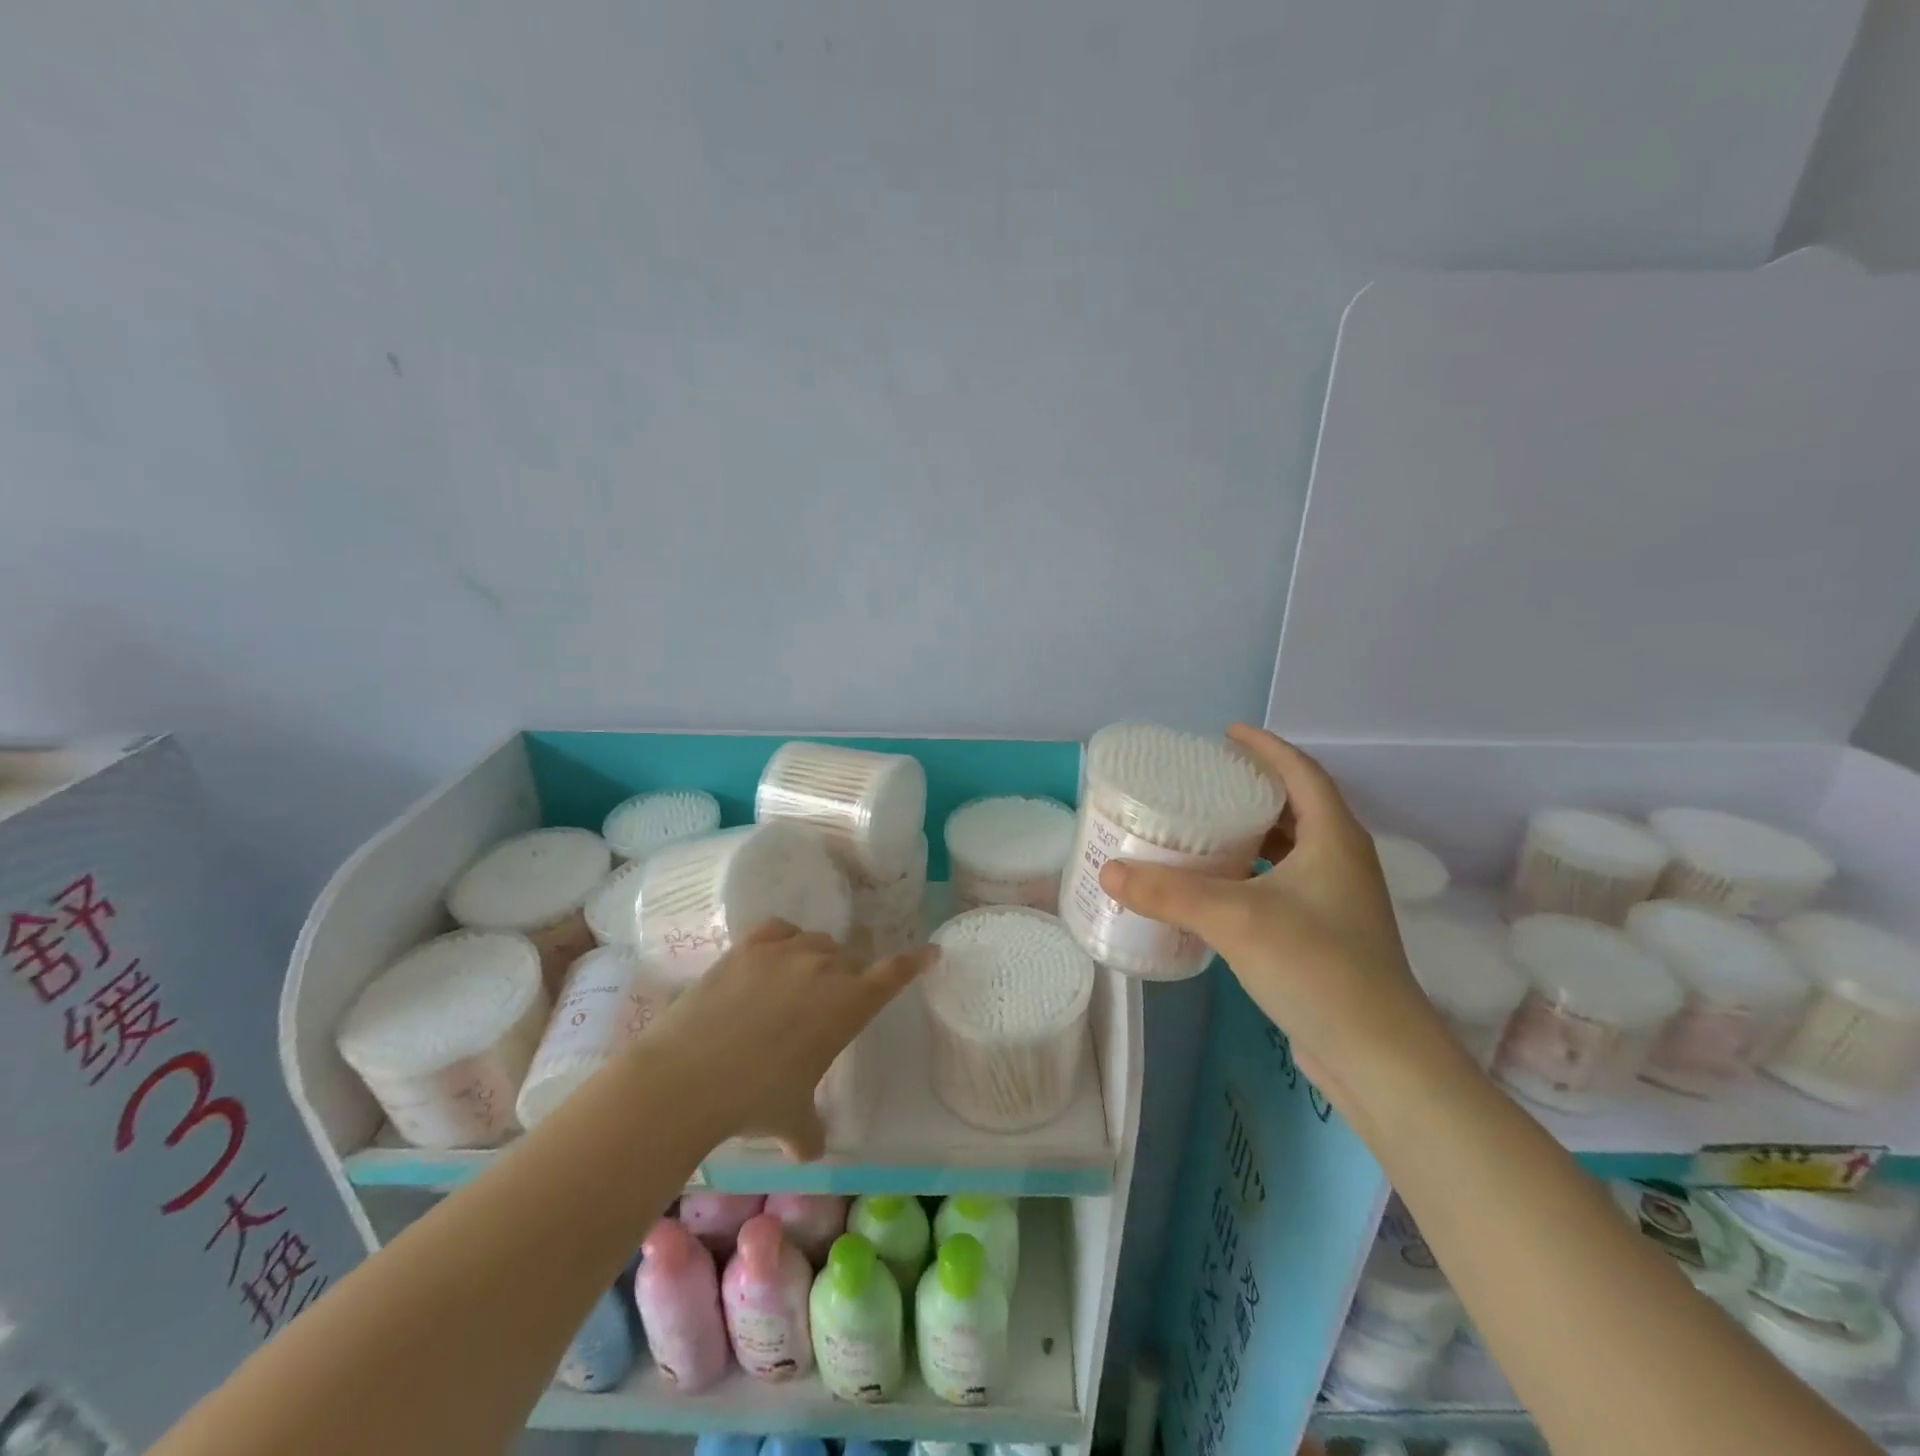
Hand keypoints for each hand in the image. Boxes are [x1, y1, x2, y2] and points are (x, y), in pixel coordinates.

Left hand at [643, 920, 935, 1158]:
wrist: (688, 1076)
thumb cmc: (754, 1100)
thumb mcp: (791, 1121)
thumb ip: (810, 1131)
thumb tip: (811, 1150)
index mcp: (849, 1004)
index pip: (894, 974)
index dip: (915, 962)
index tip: (930, 952)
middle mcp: (824, 968)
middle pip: (851, 959)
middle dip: (848, 978)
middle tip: (829, 1005)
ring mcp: (785, 951)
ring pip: (817, 942)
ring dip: (817, 959)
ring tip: (796, 983)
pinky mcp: (748, 946)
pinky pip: (780, 929)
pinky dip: (785, 939)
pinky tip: (774, 956)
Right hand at [1096, 725, 1451, 1105]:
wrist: (1377, 1056)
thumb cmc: (1316, 968)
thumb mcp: (1235, 920)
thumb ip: (1169, 893)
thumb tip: (1110, 871)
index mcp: (1334, 838)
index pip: (1301, 772)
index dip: (1266, 747)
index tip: (1227, 733)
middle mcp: (1341, 862)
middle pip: (1297, 806)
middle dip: (1253, 788)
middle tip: (1204, 780)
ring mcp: (1337, 901)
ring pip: (1290, 849)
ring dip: (1251, 833)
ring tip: (1204, 826)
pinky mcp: (1325, 935)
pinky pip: (1283, 884)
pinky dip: (1251, 874)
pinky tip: (1216, 888)